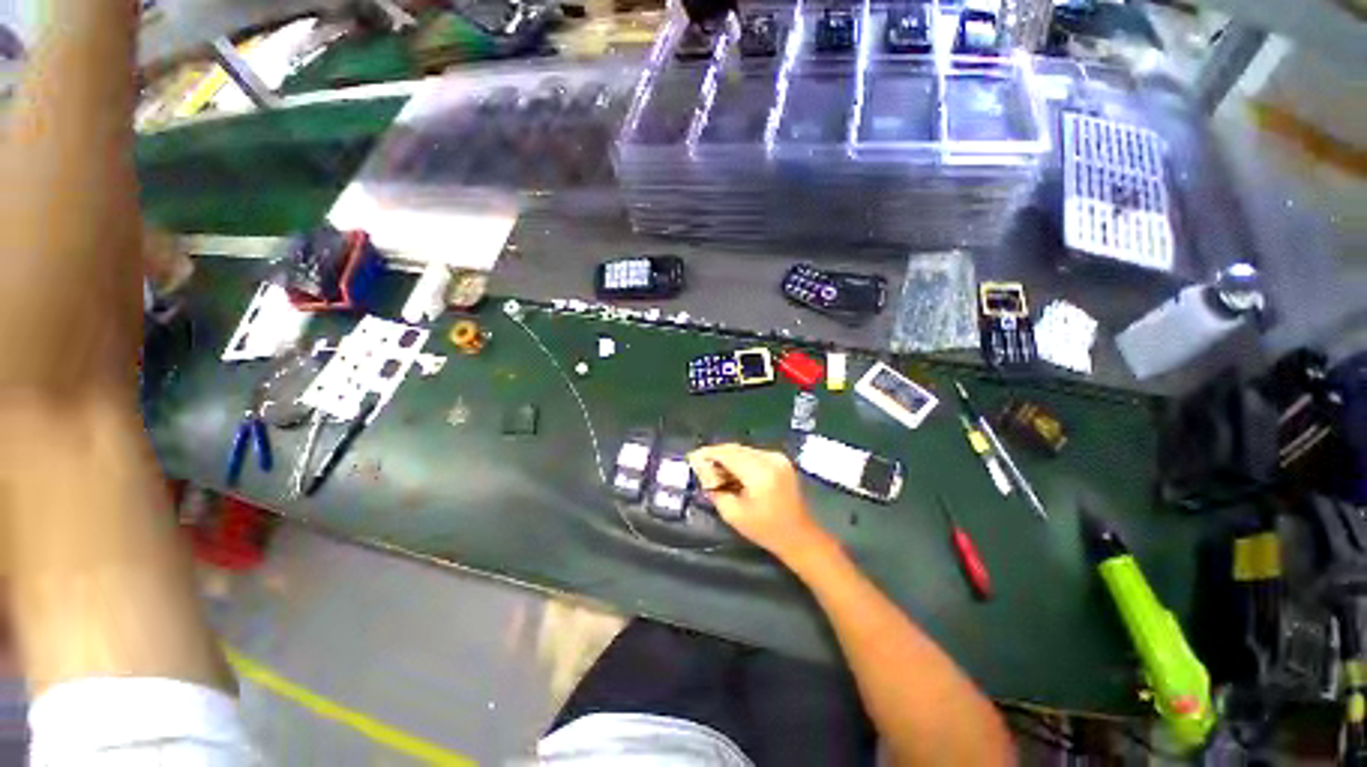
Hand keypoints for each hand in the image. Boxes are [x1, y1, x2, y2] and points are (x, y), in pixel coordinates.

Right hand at [688, 444, 833, 563]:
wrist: (798, 535)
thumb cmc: (765, 530)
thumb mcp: (733, 514)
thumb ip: (714, 489)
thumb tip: (701, 470)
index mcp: (760, 473)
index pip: (727, 454)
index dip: (708, 454)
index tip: (692, 457)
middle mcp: (770, 459)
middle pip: (735, 449)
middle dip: (716, 455)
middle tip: (700, 465)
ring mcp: (778, 457)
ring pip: (743, 449)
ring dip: (727, 457)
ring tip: (715, 471)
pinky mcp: (780, 459)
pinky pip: (753, 453)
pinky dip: (740, 459)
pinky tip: (732, 472)